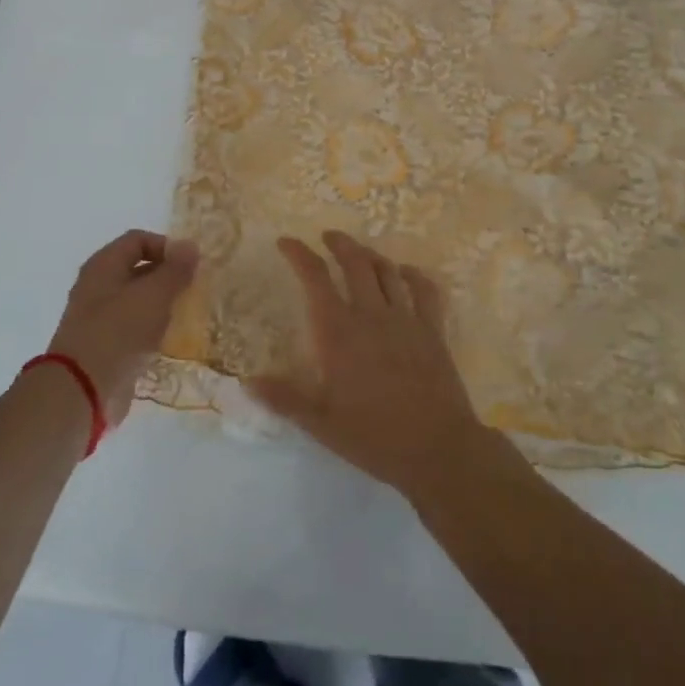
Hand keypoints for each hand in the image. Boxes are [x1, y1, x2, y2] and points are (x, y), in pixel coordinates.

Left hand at [47, 231, 198, 424]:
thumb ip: (175, 270)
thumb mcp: (154, 295)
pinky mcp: (105, 346)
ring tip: (186, 314)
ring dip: (162, 304)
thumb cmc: (118, 332)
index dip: (166, 246)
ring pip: (137, 300)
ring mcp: (99, 318)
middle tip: (193, 289)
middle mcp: (97, 286)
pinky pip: (133, 328)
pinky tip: (169, 339)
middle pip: (138, 269)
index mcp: (103, 265)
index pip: (138, 240)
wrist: (82, 391)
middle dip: (167, 276)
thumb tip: (191, 246)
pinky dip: (152, 329)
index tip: (190, 266)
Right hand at [246, 231, 494, 501]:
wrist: (437, 448)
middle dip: (339, 244)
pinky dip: (413, 275)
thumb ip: (284, 398)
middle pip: (355, 263)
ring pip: (387, 271)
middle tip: (327, 236)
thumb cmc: (373, 437)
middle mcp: (372, 315)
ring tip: (360, 252)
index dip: (299, 255)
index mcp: (339, 333)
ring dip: (371, 255)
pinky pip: (425, 290)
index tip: (286, 242)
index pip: (316, 279)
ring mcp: (406, 319)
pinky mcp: (433, 330)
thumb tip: (247, 380)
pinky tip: (405, 273)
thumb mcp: (320, 423)